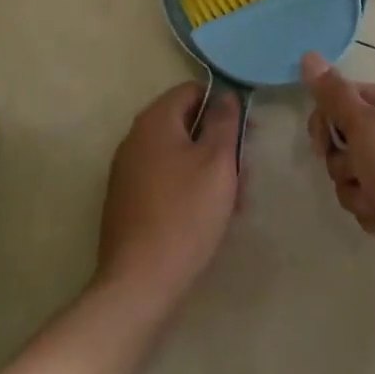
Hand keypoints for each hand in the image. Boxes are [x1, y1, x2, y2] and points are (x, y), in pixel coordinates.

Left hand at [94, 82, 240, 315]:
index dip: (222, 106)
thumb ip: (224, 122)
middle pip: (186, 125)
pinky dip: (188, 189)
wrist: (139, 282)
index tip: (246, 133)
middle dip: (219, 145)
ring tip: (233, 203)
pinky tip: (208, 218)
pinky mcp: (127, 201)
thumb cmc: (185, 214)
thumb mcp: (217, 162)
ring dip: (208, 171)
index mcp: (154, 121)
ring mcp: (127, 171)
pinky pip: (165, 180)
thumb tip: (224, 95)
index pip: (192, 91)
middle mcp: (135, 138)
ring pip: (178, 156)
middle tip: (244, 175)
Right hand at [304, 53, 374, 290]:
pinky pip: (374, 199)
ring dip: (358, 191)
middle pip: (348, 139)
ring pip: (357, 174)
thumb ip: (332, 93)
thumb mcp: (363, 124)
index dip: (326, 122)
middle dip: (344, 164)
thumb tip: (309, 55)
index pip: (343, 98)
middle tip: (357, 173)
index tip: (321, 145)